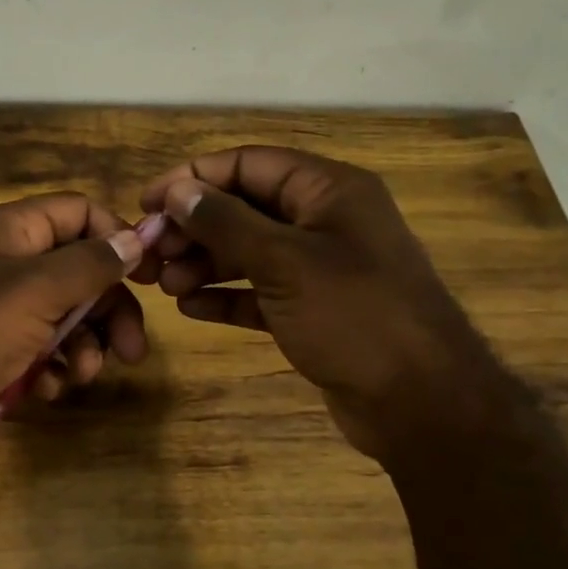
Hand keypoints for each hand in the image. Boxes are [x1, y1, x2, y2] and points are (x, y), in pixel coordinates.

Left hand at [0, 193, 149, 467]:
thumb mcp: (35, 290)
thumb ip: (90, 263)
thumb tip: (134, 237)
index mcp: (12, 232)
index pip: (79, 214)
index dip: (117, 238)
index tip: (149, 276)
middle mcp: (6, 265)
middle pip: (78, 274)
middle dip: (108, 311)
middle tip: (131, 350)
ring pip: (62, 320)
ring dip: (82, 348)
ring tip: (80, 375)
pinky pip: (37, 355)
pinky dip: (49, 372)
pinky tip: (43, 390)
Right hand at [137, 145, 512, 460]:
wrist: (420, 404)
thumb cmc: (354, 317)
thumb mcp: (284, 262)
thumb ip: (227, 222)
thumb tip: (178, 191)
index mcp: (328, 191)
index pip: (248, 164)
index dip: (193, 178)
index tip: (146, 202)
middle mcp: (324, 221)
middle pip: (243, 208)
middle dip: (194, 228)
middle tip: (150, 254)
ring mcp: (319, 268)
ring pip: (248, 251)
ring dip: (203, 263)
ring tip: (164, 286)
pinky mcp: (312, 310)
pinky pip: (259, 291)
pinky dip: (225, 296)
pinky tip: (190, 308)